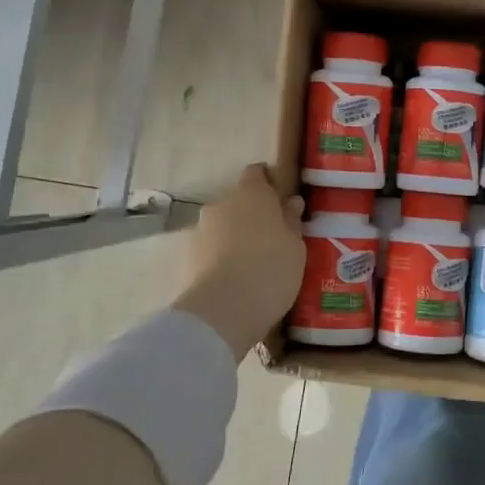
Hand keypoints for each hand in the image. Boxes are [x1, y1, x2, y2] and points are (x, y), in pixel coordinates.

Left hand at [173, 164, 305, 358]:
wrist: (222, 311)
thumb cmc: (270, 269)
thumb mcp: (296, 246)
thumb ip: (291, 221)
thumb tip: (290, 203)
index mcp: (251, 193)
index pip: (257, 173)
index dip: (270, 183)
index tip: (283, 202)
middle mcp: (222, 203)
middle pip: (239, 201)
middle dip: (254, 214)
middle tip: (274, 238)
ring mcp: (201, 230)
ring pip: (224, 226)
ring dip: (237, 236)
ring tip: (255, 263)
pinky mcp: (189, 257)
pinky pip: (213, 249)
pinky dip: (223, 257)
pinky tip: (238, 277)